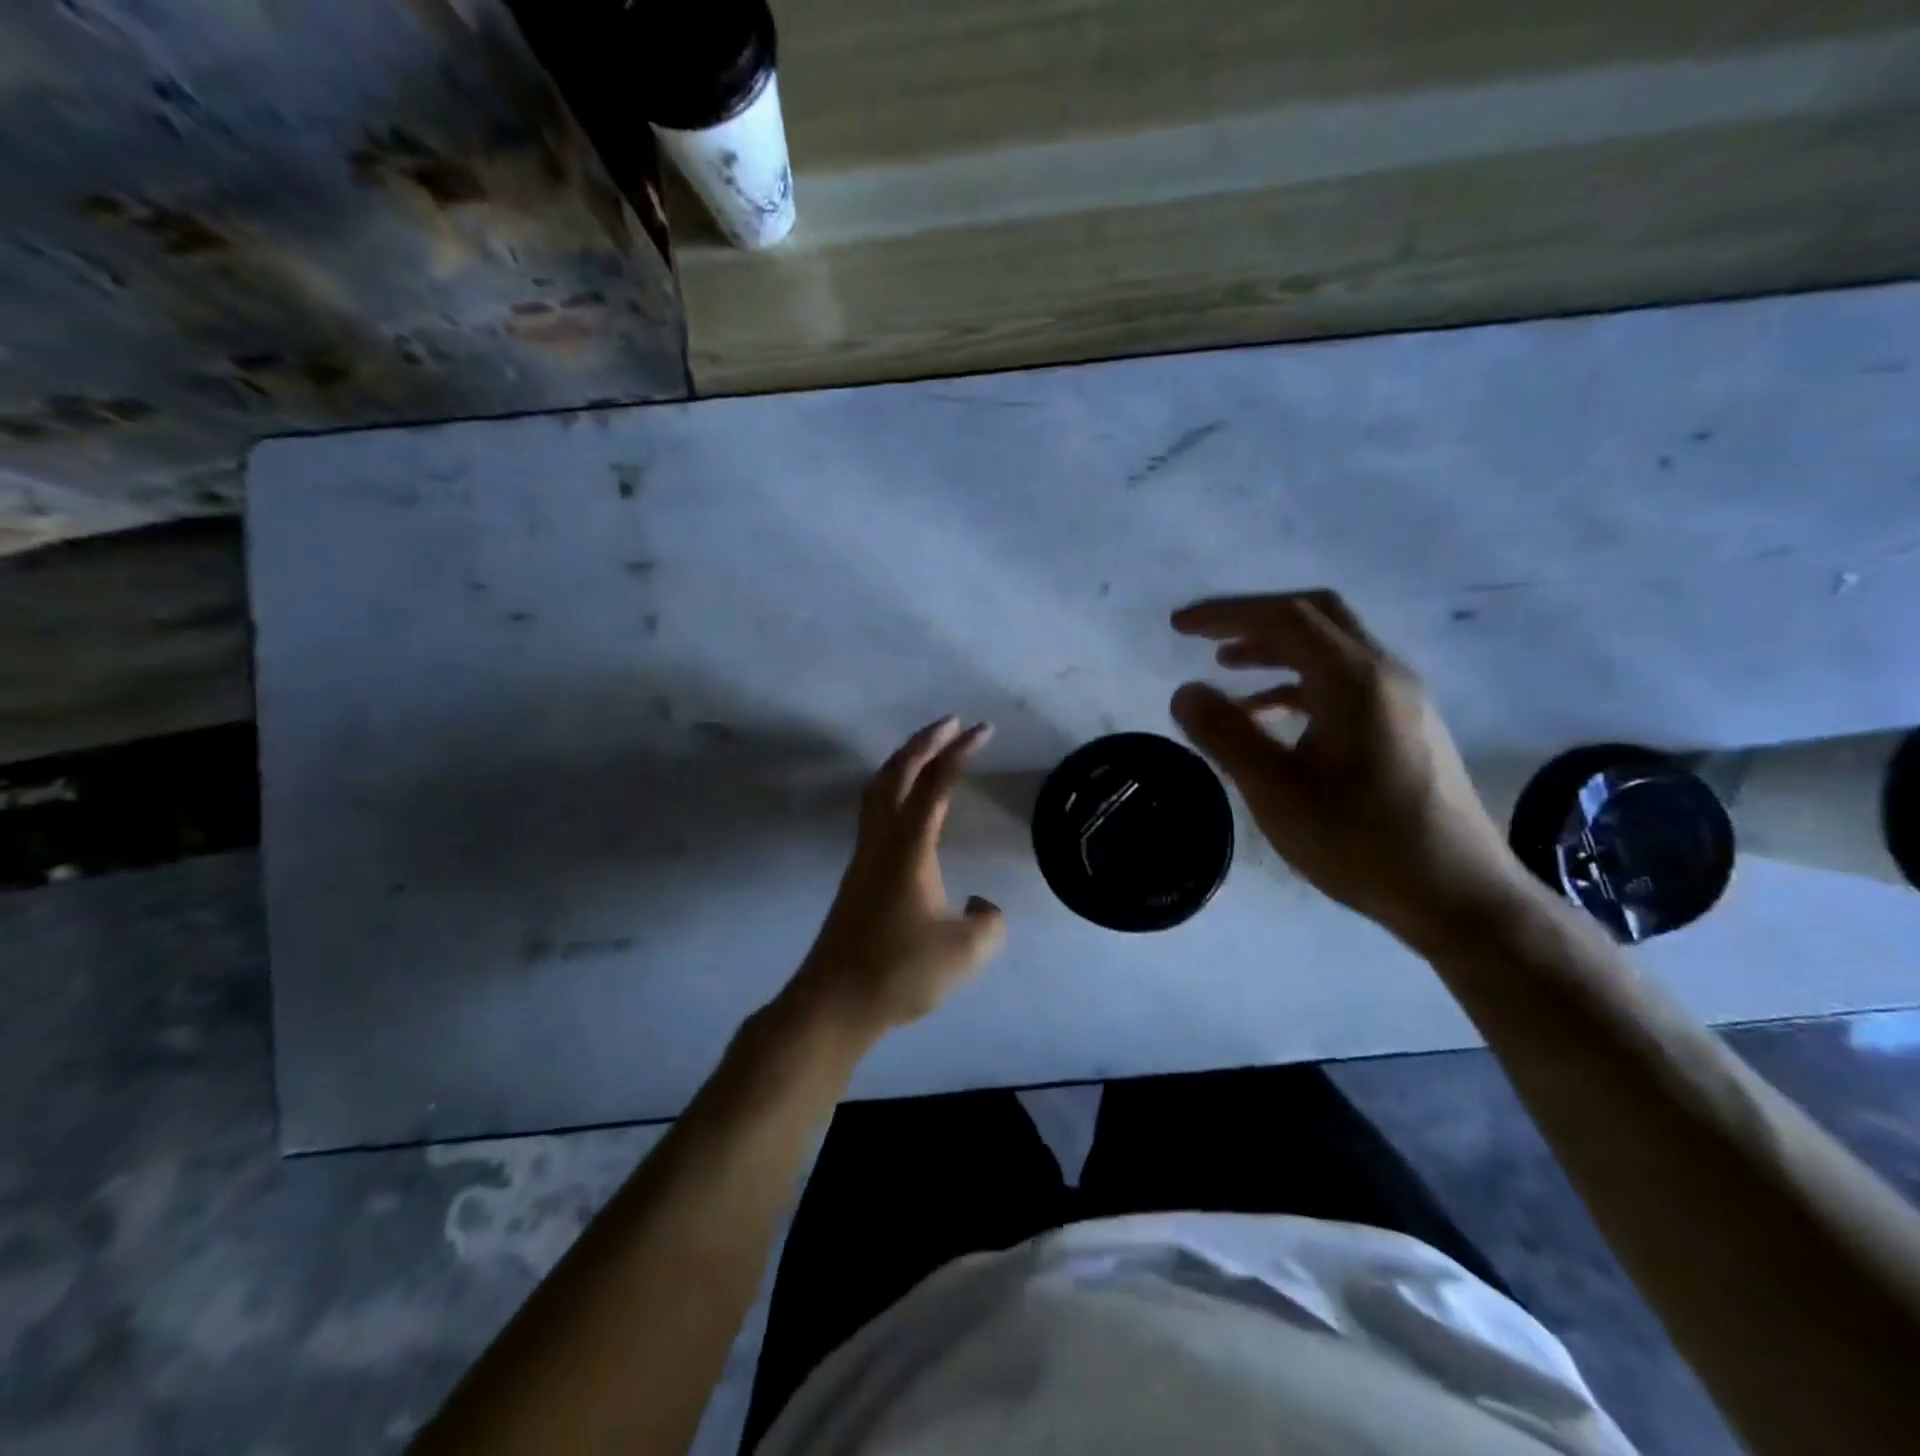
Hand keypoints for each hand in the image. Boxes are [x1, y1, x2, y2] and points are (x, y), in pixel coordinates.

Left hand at [792, 717, 1006, 1038]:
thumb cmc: (899, 972)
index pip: (936, 785)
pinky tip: (907, 804)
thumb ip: (989, 922)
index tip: (983, 730)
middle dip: (925, 741)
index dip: (960, 753)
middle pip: (897, 772)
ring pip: (878, 789)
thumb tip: (982, 904)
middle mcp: (882, 840)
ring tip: (929, 750)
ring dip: (903, 761)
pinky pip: (874, 810)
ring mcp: (864, 855)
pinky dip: (893, 787)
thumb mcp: (965, 952)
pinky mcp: (858, 873)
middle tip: (954, 723)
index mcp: (909, 847)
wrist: (835, 1000)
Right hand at [1169, 589, 1525, 940]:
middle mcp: (1385, 674)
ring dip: (1274, 651)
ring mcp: (1401, 700)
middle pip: (1314, 618)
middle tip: (1204, 636)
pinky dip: (1297, 684)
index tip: (1177, 626)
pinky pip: (1342, 684)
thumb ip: (1226, 734)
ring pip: (1330, 650)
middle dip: (1253, 619)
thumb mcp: (1277, 792)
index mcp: (1355, 680)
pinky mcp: (1405, 726)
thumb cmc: (1362, 843)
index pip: (1284, 618)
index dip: (1225, 613)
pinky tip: (1269, 716)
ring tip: (1226, 669)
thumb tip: (1185, 691)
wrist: (1458, 897)